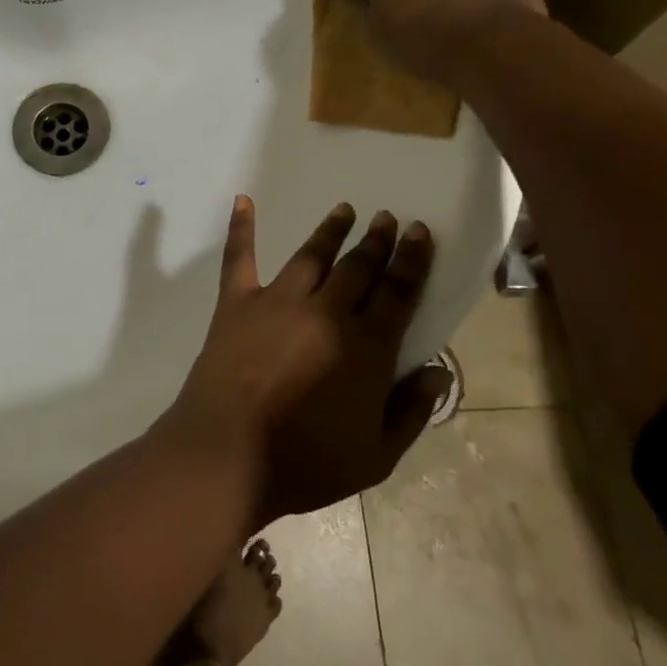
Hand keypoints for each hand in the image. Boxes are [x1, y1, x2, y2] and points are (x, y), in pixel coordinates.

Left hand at [164, 197, 448, 523]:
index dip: (412, 261)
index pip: (398, 293)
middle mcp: (325, 313)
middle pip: (359, 268)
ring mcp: (277, 302)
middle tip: (387, 217)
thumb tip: (439, 372)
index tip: (419, 232)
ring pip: (311, 256)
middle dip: (377, 241)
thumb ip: (411, 411)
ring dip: (331, 231)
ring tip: (345, 210)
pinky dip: (241, 229)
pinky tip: (243, 201)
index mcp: (366, 347)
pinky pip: (239, 258)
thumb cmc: (306, 463)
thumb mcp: (377, 457)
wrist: (227, 456)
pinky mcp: (236, 304)